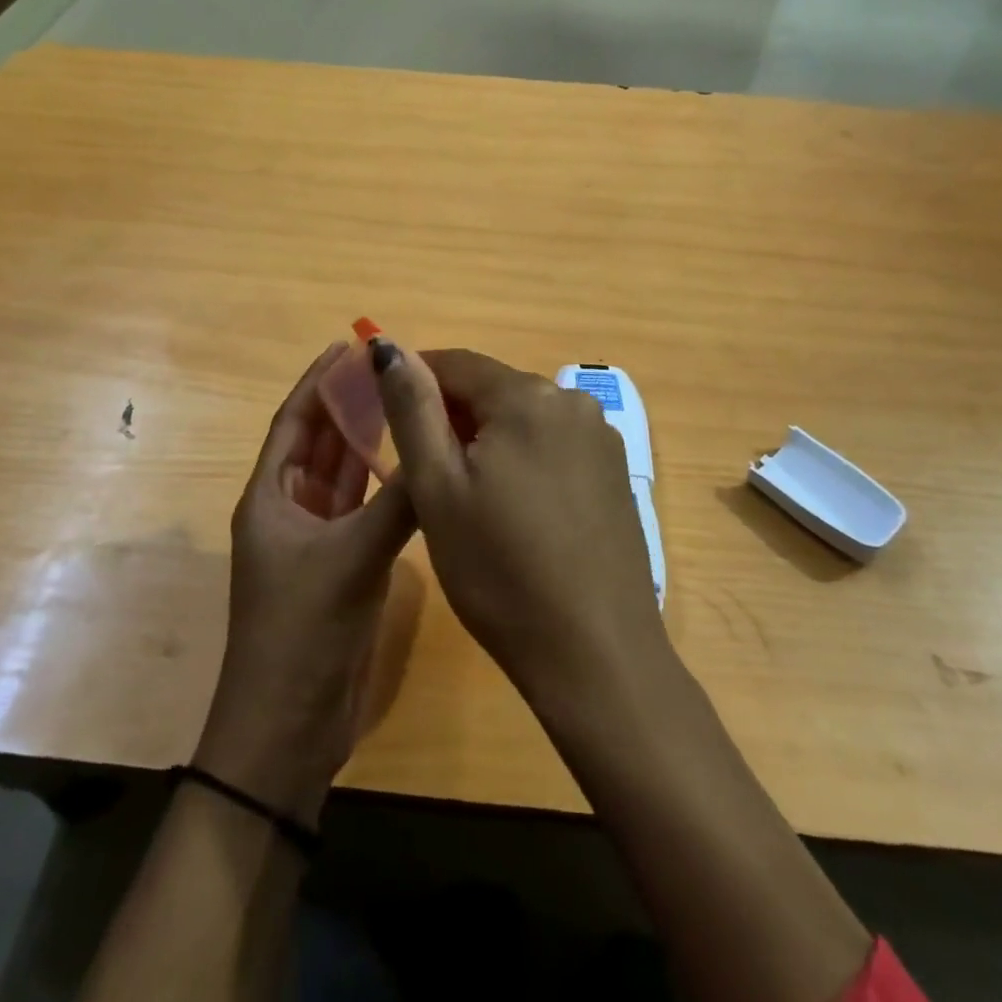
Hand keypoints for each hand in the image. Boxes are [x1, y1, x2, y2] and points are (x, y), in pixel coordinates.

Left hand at [193, 343, 415, 825]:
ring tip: (407, 402)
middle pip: (320, 441)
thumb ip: (397, 504)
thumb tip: (441, 451)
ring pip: (345, 474)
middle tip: (391, 368)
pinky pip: (365, 508)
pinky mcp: (343, 565)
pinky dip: (385, 484)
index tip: (348, 344)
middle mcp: (291, 509)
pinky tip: (415, 464)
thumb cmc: (302, 634)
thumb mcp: (350, 561)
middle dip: (349, 403)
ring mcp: (318, 538)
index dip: (317, 381)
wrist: (288, 730)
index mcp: (270, 497)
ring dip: (369, 440)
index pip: (294, 422)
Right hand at [370, 341, 667, 701]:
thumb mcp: (438, 488)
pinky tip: (514, 510)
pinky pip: (553, 445)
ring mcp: (601, 437)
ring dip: (487, 439)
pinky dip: (523, 459)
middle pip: (493, 388)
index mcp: (528, 396)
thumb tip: (388, 346)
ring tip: (467, 497)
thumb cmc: (500, 571)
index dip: (415, 380)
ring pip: (523, 418)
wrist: (596, 654)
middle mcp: (573, 401)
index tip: (385, 415)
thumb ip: (412, 407)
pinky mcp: (616, 472)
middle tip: (424, 473)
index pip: (456, 362)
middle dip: (452, 416)